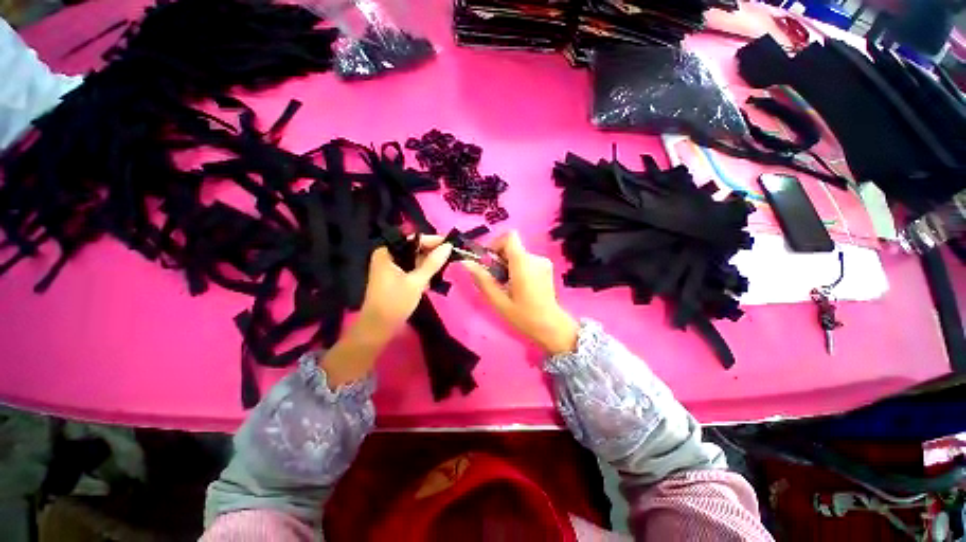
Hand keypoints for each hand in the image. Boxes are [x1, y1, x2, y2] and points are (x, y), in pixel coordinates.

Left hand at [357, 236, 452, 340]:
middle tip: (451, 254)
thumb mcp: (416, 281)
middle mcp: (388, 256)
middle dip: (432, 252)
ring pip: (415, 260)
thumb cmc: (395, 302)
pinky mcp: (396, 278)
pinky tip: (436, 275)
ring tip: (447, 264)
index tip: (450, 243)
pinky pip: (412, 269)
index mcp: (387, 252)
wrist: (379, 328)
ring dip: (429, 263)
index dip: (432, 240)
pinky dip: (423, 271)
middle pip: (414, 249)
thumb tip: (448, 246)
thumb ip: (433, 263)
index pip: (413, 240)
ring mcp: (391, 268)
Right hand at [463, 231, 577, 354]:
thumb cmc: (524, 316)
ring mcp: (543, 262)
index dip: (496, 244)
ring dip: (508, 265)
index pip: (509, 236)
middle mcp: (535, 257)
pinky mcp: (546, 267)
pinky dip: (518, 268)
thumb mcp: (498, 300)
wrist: (551, 326)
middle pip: (512, 246)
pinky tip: (519, 285)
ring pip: (518, 254)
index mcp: (523, 263)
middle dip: (499, 259)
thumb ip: (482, 279)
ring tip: (508, 285)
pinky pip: (526, 260)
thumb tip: (465, 262)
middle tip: (496, 278)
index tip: (489, 261)